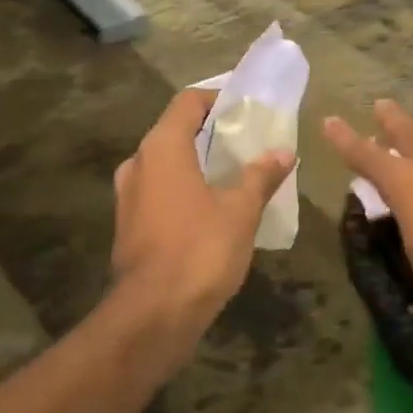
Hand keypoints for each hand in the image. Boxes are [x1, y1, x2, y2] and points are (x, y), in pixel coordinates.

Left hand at [112, 89, 295, 336]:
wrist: (154, 314)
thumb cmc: (200, 250)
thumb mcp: (241, 210)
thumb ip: (261, 176)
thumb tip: (283, 152)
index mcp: (162, 148)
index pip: (188, 102)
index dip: (217, 98)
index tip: (246, 108)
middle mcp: (138, 164)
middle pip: (176, 132)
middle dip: (211, 133)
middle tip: (248, 141)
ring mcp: (129, 196)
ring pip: (166, 164)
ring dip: (197, 163)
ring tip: (234, 174)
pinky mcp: (130, 225)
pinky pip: (160, 192)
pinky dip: (185, 189)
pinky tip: (213, 208)